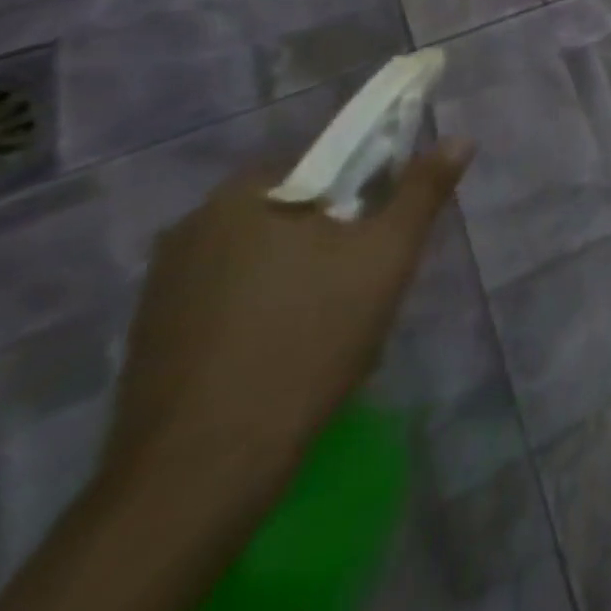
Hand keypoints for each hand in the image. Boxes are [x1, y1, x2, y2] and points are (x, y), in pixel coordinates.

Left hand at [101, 141, 471, 504]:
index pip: (322, 162)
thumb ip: (423, 190)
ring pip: (260, 258)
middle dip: (334, 236)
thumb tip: (459, 138)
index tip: (386, 229)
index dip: (367, 187)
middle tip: (369, 278)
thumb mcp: (387, 256)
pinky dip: (264, 312)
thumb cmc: (307, 338)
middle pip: (292, 211)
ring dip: (300, 275)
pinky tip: (287, 352)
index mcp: (242, 195)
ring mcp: (162, 288)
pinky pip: (228, 301)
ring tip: (334, 323)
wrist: (200, 472)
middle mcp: (190, 228)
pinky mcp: (150, 341)